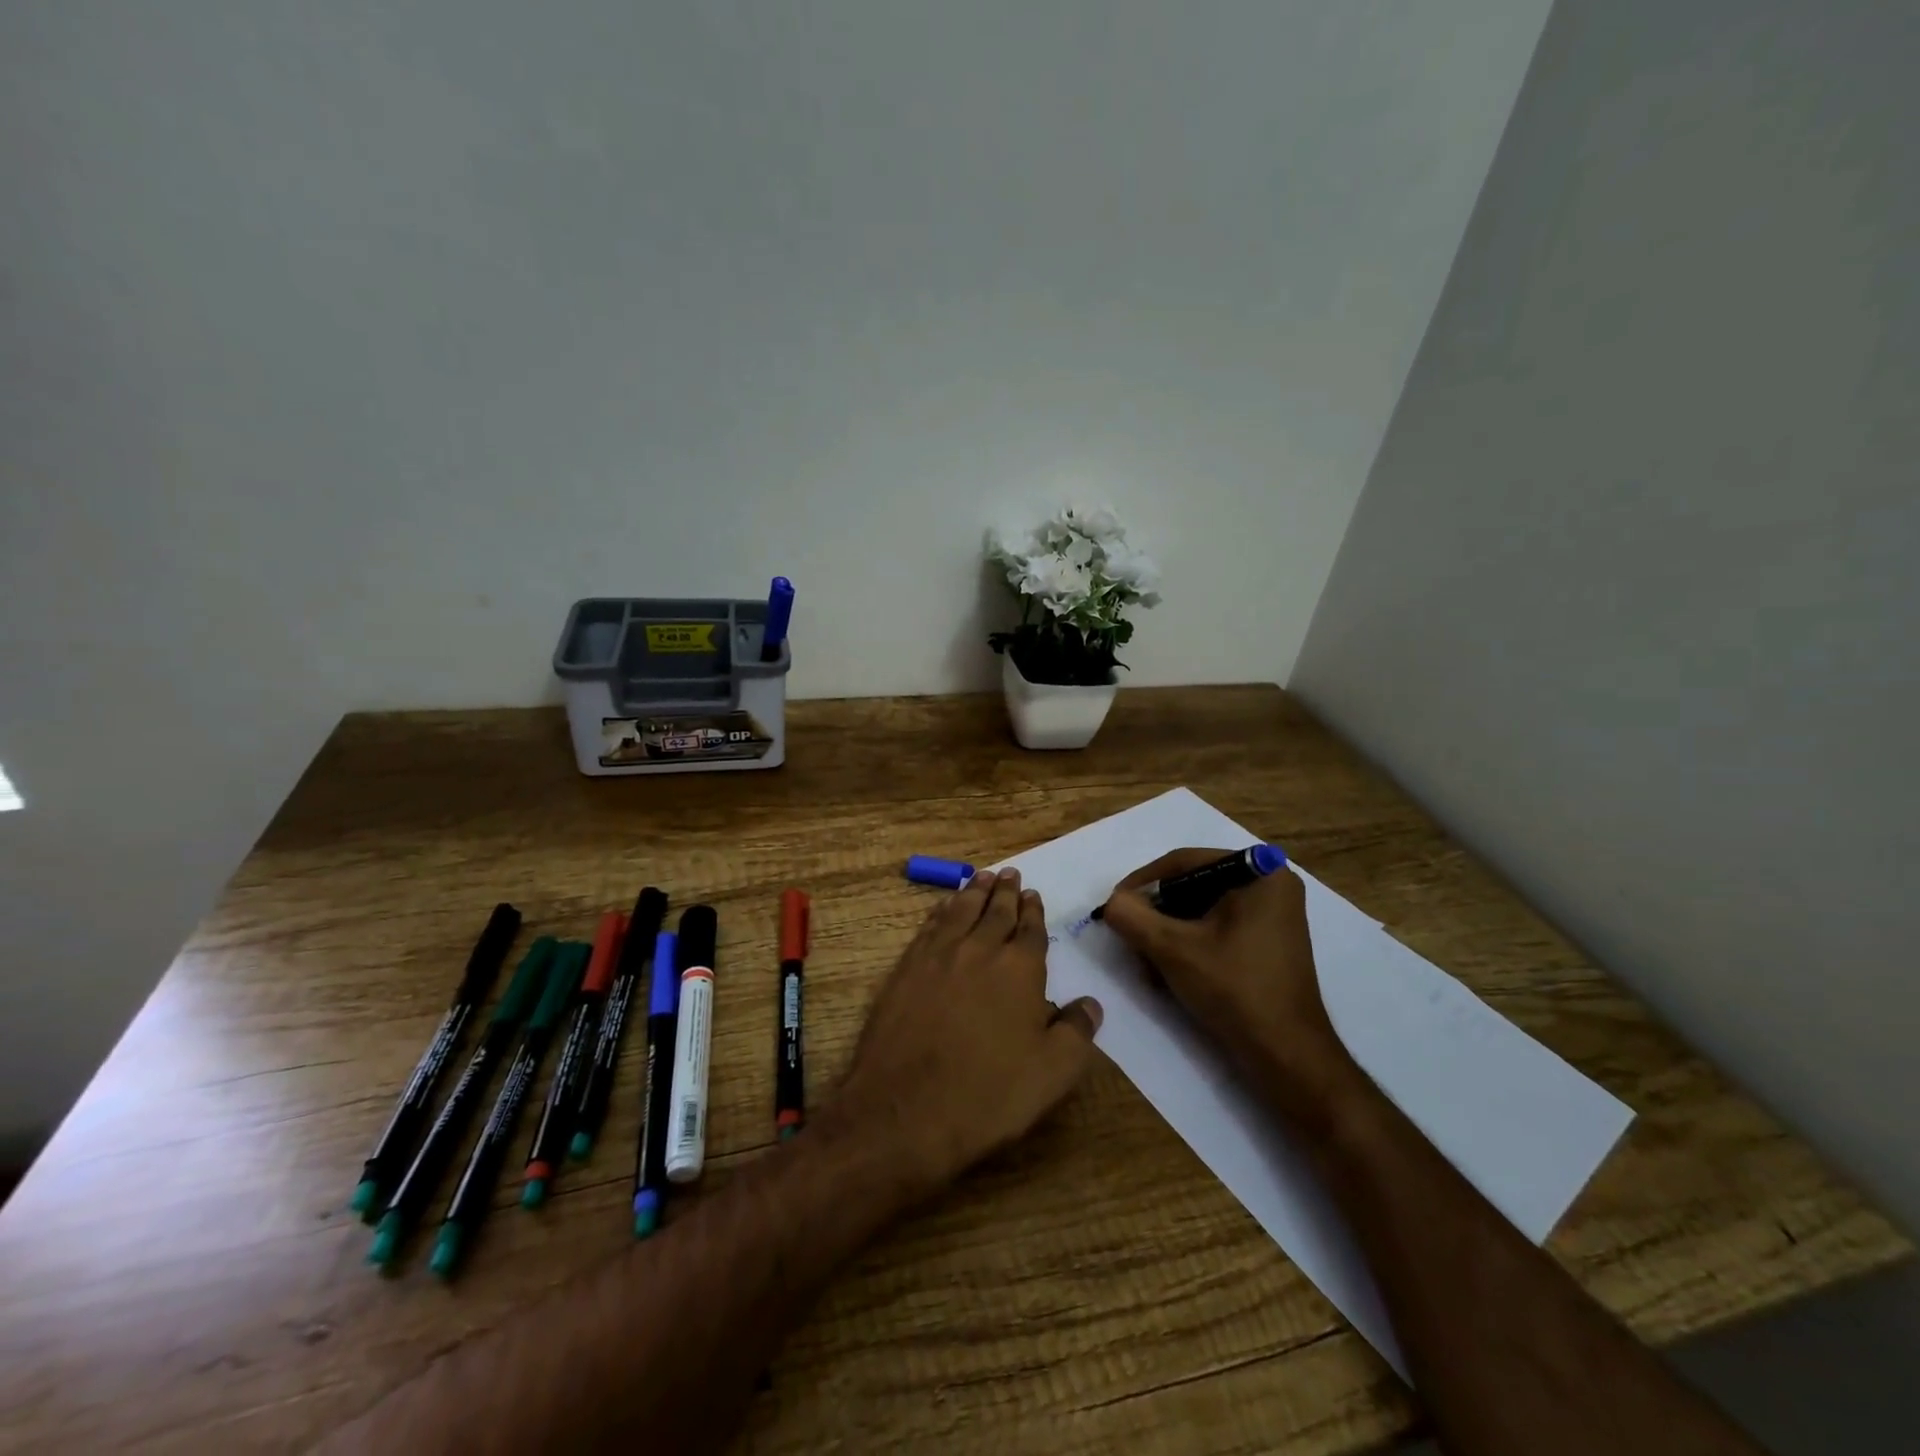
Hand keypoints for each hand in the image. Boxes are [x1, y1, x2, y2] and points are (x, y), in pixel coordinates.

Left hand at [837, 869, 1102, 1191]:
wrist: (904, 1110)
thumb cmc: (988, 1095)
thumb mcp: (1052, 1073)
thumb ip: (1076, 1032)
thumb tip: (1090, 1003)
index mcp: (1020, 968)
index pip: (1030, 929)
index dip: (1033, 911)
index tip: (1034, 895)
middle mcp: (979, 949)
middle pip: (996, 911)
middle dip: (1006, 892)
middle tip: (1011, 873)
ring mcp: (938, 955)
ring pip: (961, 910)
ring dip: (975, 891)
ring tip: (983, 876)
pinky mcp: (906, 968)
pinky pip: (930, 926)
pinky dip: (941, 910)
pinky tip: (944, 906)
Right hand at [1099, 849, 1358, 1123]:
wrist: (1287, 1056)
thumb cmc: (1234, 990)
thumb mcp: (1172, 949)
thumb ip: (1132, 917)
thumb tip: (1112, 903)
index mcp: (1260, 873)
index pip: (1184, 862)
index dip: (1142, 882)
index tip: (1115, 905)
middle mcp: (1271, 885)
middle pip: (1193, 885)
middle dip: (1157, 913)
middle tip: (1130, 936)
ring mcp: (1272, 915)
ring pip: (1201, 909)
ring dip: (1169, 932)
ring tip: (1147, 962)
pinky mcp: (1268, 941)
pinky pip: (1217, 927)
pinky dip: (1190, 944)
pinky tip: (1171, 972)